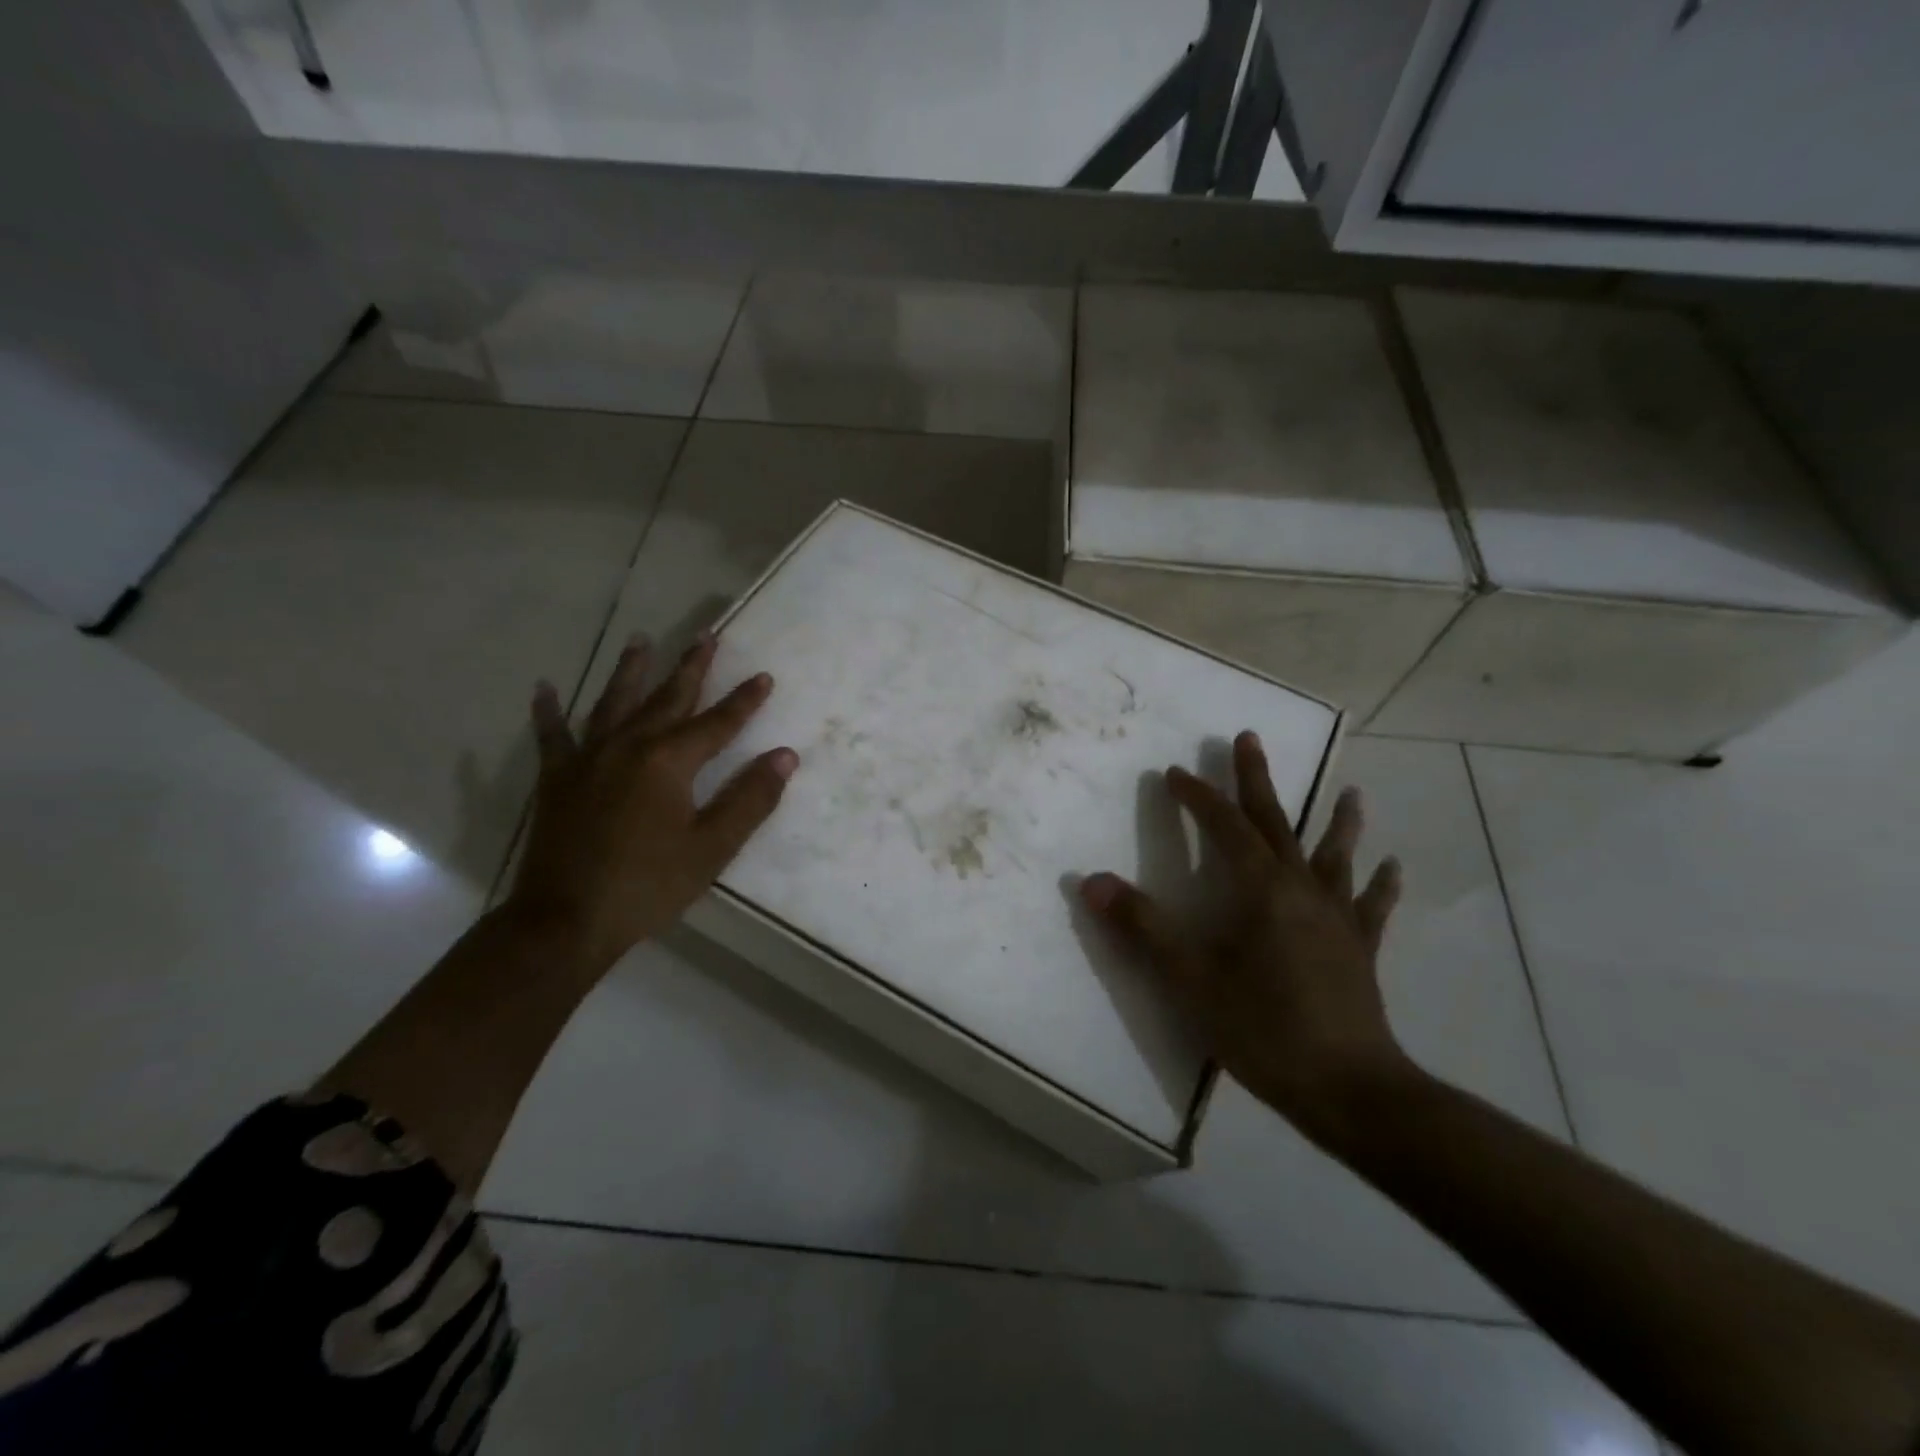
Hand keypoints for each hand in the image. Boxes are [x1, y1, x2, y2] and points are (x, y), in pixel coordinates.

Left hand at [506, 633, 797, 973]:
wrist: (565, 921)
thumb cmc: (648, 885)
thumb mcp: (712, 847)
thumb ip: (750, 799)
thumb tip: (785, 756)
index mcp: (669, 762)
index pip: (717, 722)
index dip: (744, 700)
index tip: (764, 676)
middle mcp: (628, 746)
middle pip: (666, 698)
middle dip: (690, 667)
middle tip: (705, 635)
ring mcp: (587, 758)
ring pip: (613, 702)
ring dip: (630, 670)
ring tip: (641, 640)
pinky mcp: (556, 779)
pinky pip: (552, 735)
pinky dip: (548, 711)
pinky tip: (544, 688)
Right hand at [1080, 731, 1409, 1138]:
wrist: (1350, 1091)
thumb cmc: (1264, 1030)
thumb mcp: (1190, 979)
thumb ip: (1142, 926)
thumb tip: (1093, 880)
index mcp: (1260, 889)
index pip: (1223, 826)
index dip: (1198, 797)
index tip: (1174, 773)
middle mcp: (1302, 889)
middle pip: (1276, 823)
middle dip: (1257, 780)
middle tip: (1248, 739)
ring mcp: (1337, 917)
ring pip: (1334, 855)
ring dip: (1338, 820)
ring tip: (1351, 790)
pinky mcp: (1360, 949)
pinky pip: (1371, 905)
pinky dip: (1380, 883)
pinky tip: (1392, 866)